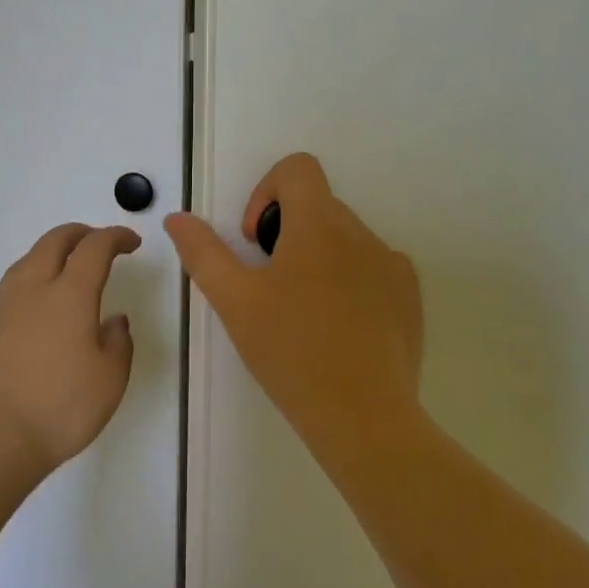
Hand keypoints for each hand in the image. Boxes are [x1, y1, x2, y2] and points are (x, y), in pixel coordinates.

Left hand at [0, 223, 141, 476]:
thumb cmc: (62, 409)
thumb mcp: (111, 379)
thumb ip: (118, 341)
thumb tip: (113, 320)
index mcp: (69, 295)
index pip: (95, 248)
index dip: (115, 237)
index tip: (131, 242)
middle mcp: (32, 290)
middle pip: (53, 241)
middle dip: (80, 234)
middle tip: (98, 242)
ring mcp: (0, 308)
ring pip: (24, 262)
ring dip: (48, 255)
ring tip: (63, 270)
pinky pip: (5, 295)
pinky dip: (24, 291)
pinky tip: (28, 312)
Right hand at [165, 153, 423, 457]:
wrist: (364, 418)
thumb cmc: (291, 353)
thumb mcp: (234, 301)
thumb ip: (203, 252)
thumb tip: (178, 218)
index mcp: (319, 225)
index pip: (298, 169)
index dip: (266, 192)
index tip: (257, 243)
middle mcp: (362, 234)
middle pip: (318, 207)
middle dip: (286, 234)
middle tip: (269, 289)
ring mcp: (393, 266)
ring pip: (344, 240)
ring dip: (317, 260)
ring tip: (303, 315)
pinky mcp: (410, 298)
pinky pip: (373, 269)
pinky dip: (349, 283)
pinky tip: (337, 331)